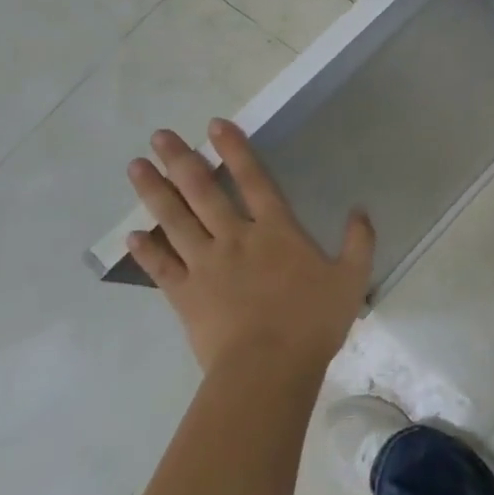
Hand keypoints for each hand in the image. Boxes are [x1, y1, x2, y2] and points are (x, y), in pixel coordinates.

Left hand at [124, 118, 375, 374]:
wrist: (267, 369)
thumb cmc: (312, 321)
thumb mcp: (352, 278)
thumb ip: (359, 241)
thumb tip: (360, 210)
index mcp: (276, 230)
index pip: (253, 179)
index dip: (234, 150)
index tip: (214, 125)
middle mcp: (236, 237)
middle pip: (204, 192)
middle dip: (181, 160)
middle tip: (159, 136)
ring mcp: (206, 265)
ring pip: (176, 221)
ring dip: (155, 193)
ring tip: (136, 167)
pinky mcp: (185, 295)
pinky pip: (161, 267)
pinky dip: (146, 251)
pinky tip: (133, 235)